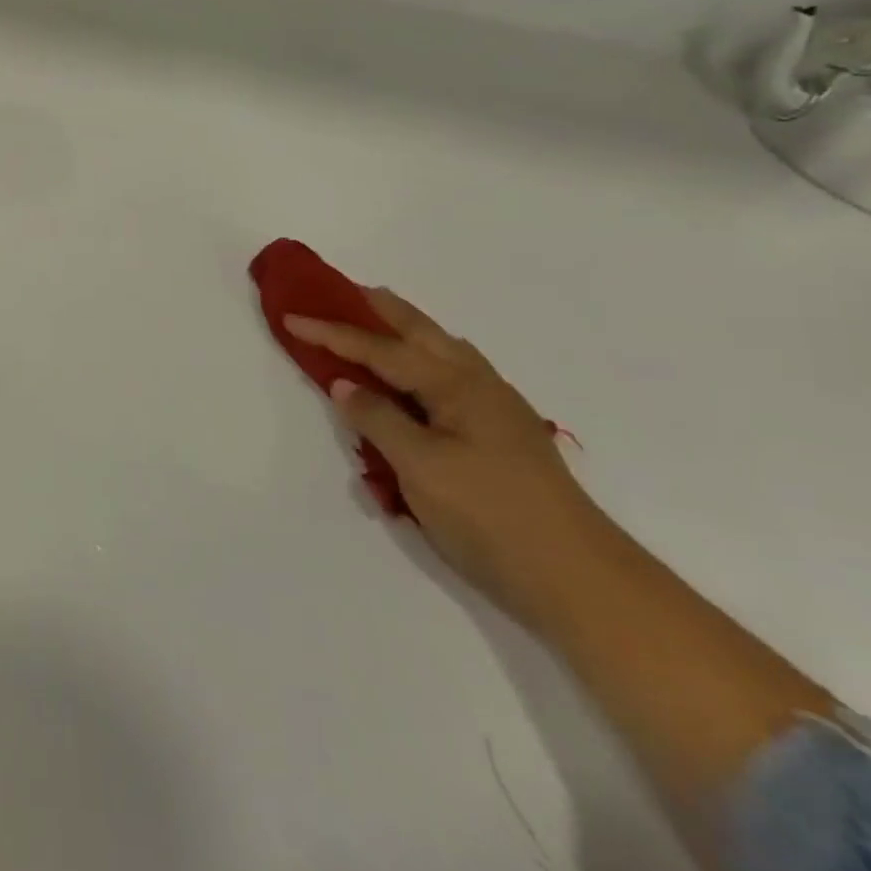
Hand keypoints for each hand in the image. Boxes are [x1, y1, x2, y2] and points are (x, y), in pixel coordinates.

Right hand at [287, 289, 614, 623]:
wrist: (579, 580)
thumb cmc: (490, 516)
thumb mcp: (420, 467)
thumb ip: (378, 419)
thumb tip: (344, 384)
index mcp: (455, 385)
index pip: (380, 349)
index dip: (333, 332)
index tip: (292, 316)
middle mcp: (477, 384)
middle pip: (420, 332)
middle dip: (379, 309)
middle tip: (343, 290)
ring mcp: (496, 409)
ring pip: (443, 350)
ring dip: (406, 330)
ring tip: (378, 321)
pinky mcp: (502, 434)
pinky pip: (452, 374)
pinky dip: (425, 358)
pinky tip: (419, 375)